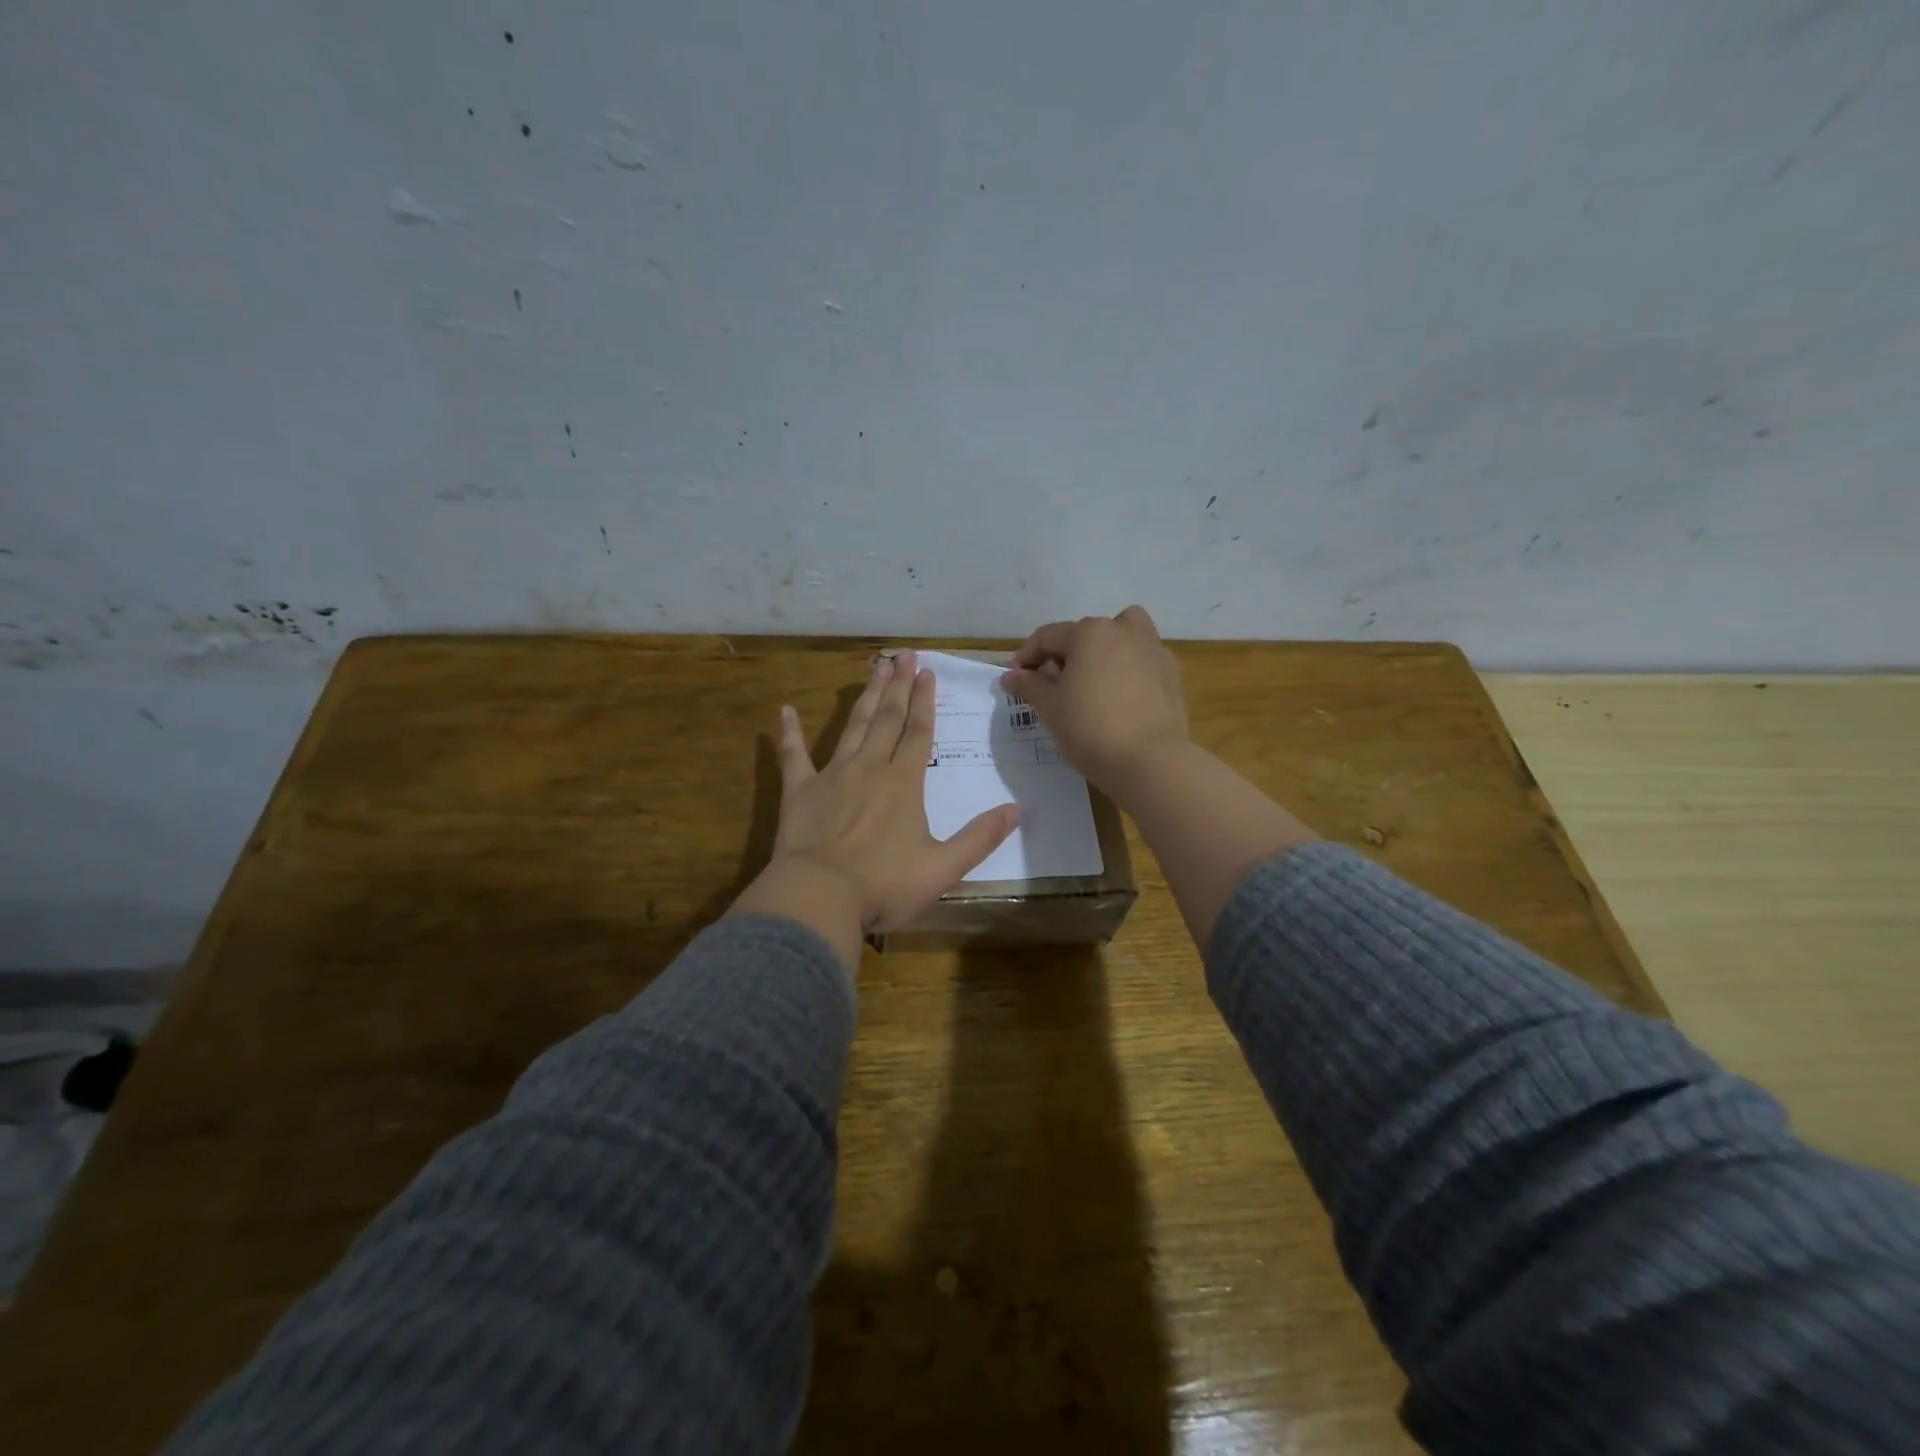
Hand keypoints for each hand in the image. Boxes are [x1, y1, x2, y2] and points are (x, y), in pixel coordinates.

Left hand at [732, 650, 1020, 964]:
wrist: (819, 897)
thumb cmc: (884, 885)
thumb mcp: (943, 868)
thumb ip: (980, 837)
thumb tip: (1017, 810)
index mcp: (904, 783)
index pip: (918, 732)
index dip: (924, 701)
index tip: (927, 672)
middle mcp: (870, 768)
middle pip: (887, 718)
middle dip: (898, 686)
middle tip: (903, 655)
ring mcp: (832, 775)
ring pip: (853, 726)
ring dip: (865, 697)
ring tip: (874, 668)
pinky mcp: (799, 791)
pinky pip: (793, 756)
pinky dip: (789, 732)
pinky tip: (785, 710)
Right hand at [1000, 606, 1189, 795]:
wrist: (1150, 762)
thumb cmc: (1089, 728)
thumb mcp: (1049, 707)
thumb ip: (1028, 685)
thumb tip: (1011, 675)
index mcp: (1090, 632)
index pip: (1047, 637)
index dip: (1025, 658)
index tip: (1015, 683)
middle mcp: (1124, 631)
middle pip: (1085, 634)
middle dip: (1064, 656)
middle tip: (1052, 686)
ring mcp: (1153, 651)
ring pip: (1122, 639)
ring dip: (1103, 653)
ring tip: (1091, 683)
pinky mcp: (1172, 675)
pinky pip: (1142, 662)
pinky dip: (1128, 671)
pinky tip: (1119, 699)